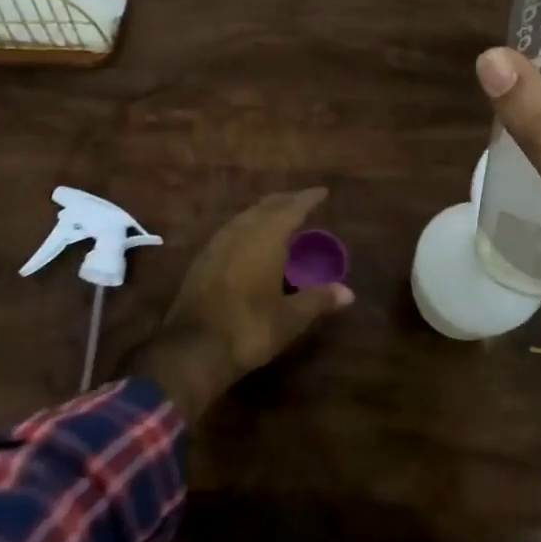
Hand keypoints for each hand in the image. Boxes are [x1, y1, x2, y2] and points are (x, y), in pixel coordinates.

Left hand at [130, 188, 353, 421]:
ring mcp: (216, 244)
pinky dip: (247, 227)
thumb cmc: (249, 329)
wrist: (192, 349)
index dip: (308, 199)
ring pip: (244, 217)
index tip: (322, 192)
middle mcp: (239, 233)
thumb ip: (318, 300)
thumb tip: (348, 293)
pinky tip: (251, 241)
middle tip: (303, 202)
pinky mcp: (202, 260)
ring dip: (264, 212)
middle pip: (265, 207)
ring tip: (280, 218)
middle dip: (285, 201)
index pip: (291, 208)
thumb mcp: (290, 318)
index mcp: (265, 239)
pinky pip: (230, 231)